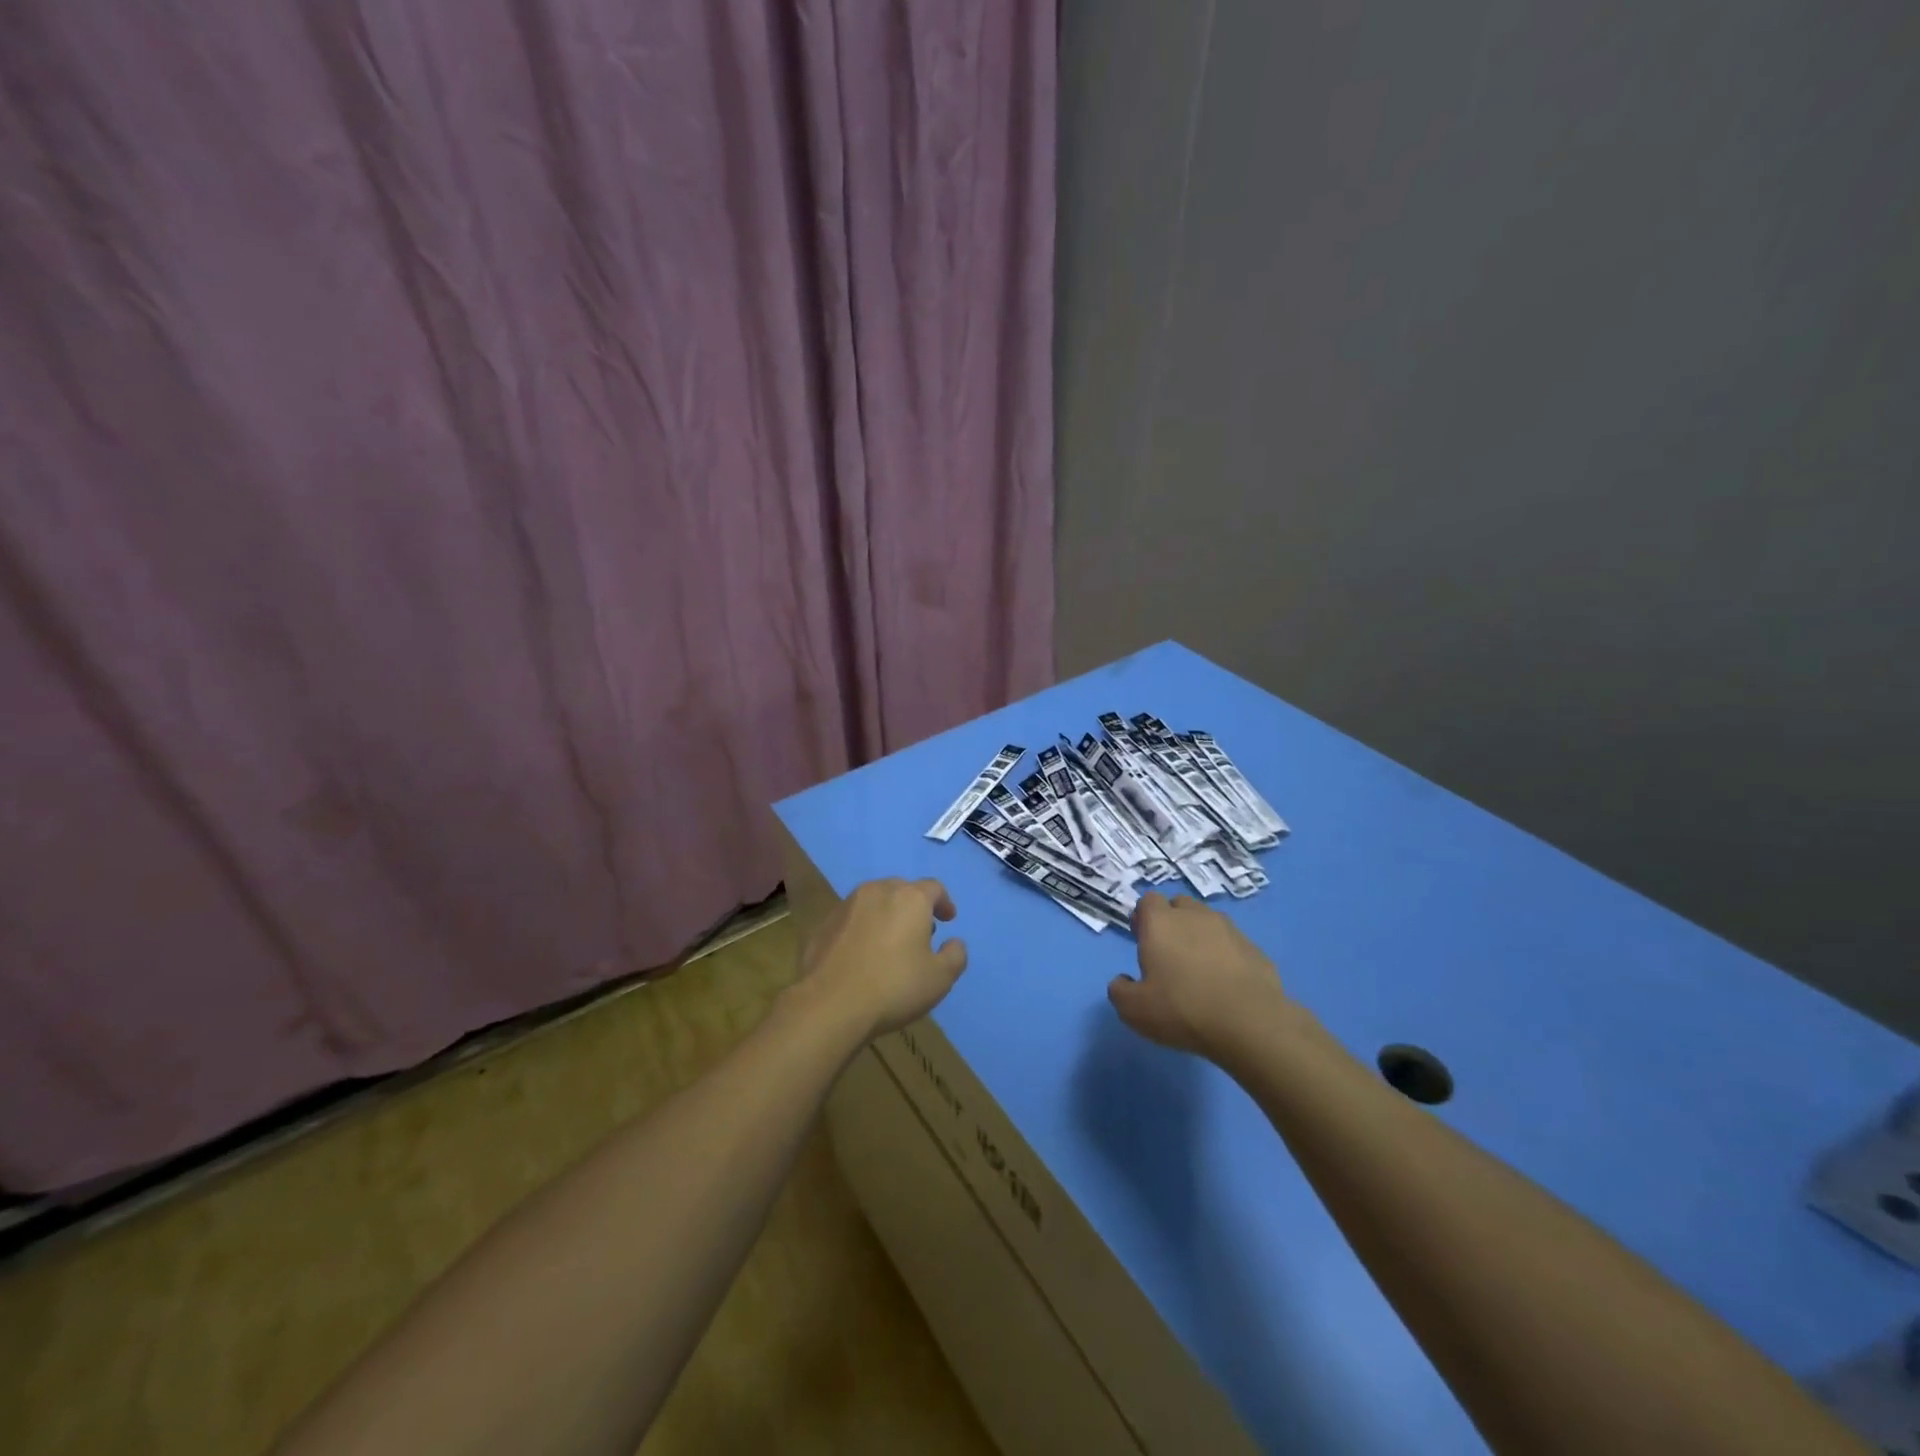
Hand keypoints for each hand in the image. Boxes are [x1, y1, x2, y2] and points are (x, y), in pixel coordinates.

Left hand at [794, 878, 967, 1040]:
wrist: (830, 1004)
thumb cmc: (894, 987)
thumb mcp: (940, 978)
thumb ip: (955, 955)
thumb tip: (954, 943)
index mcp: (910, 898)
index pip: (934, 888)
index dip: (944, 902)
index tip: (948, 919)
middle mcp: (878, 891)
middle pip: (902, 890)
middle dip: (914, 907)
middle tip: (920, 932)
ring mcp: (846, 905)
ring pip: (874, 902)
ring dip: (886, 915)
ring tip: (890, 943)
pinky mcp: (824, 924)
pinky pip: (851, 919)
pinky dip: (862, 929)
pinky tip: (861, 955)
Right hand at [1108, 892, 1293, 1059]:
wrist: (1249, 1023)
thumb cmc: (1182, 1009)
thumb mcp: (1134, 1010)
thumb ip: (1120, 991)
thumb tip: (1123, 981)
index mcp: (1161, 922)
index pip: (1148, 901)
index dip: (1143, 918)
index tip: (1142, 941)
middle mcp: (1194, 916)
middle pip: (1179, 905)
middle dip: (1172, 922)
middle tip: (1169, 953)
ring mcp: (1228, 929)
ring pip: (1208, 922)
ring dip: (1200, 936)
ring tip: (1199, 969)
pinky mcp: (1254, 948)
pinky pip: (1232, 944)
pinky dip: (1226, 955)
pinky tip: (1225, 983)